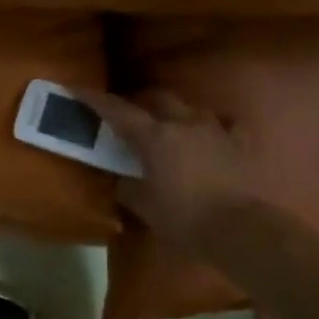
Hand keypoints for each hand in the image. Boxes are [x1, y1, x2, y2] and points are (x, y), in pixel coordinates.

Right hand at [80, 89, 260, 245]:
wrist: (239, 230)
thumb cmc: (182, 216)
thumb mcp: (142, 204)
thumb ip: (127, 184)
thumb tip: (122, 176)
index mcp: (155, 137)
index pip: (118, 111)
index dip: (95, 100)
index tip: (78, 89)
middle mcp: (184, 123)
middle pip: (157, 98)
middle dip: (139, 101)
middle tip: (126, 112)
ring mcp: (216, 130)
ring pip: (190, 108)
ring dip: (174, 112)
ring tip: (166, 123)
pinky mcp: (240, 143)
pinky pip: (224, 123)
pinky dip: (211, 125)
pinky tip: (208, 133)